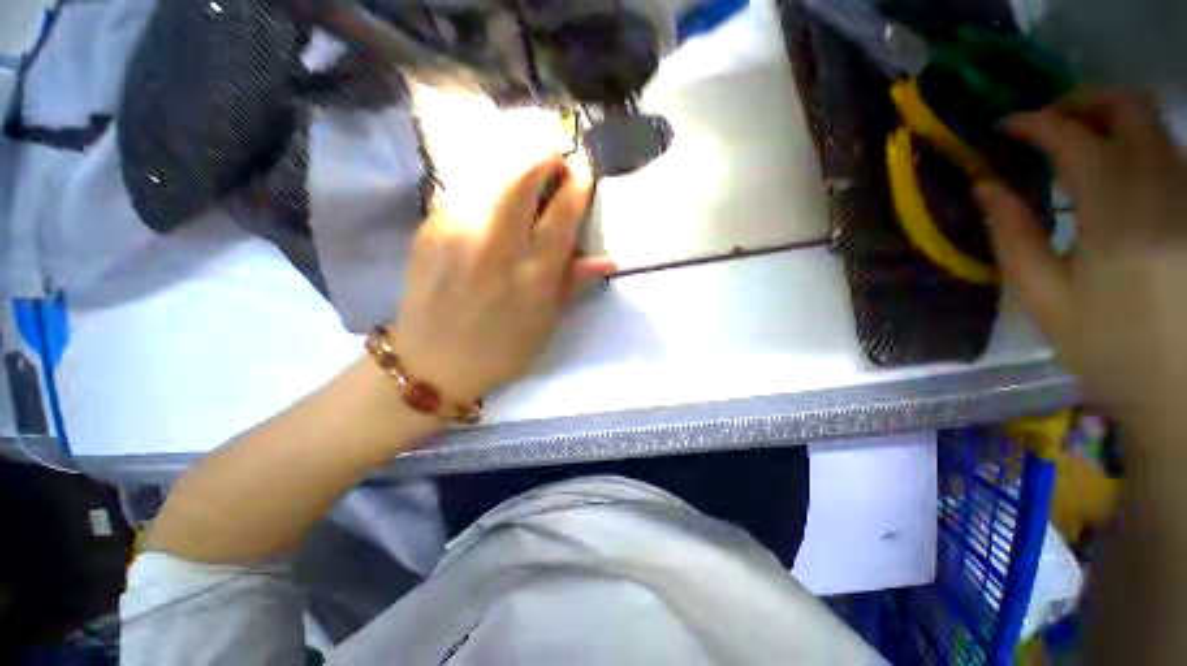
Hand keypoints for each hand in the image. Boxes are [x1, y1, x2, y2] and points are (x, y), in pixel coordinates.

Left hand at [392, 154, 613, 402]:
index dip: (577, 185)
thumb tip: (607, 260)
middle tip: (554, 162)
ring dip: (514, 168)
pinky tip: (491, 205)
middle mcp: (497, 245)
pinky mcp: (429, 229)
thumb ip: (574, 283)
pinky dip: (486, 188)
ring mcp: (458, 232)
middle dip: (544, 158)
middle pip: (523, 177)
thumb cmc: (502, 349)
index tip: (583, 171)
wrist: (433, 362)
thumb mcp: (547, 323)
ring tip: (525, 179)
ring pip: (491, 175)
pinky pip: (464, 192)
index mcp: (533, 274)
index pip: (562, 213)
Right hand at [975, 90, 1186, 425]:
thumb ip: (1013, 235)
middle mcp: (1162, 187)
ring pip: (1151, 123)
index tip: (1003, 129)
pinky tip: (1111, 171)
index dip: (1033, 124)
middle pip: (1128, 107)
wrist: (1181, 386)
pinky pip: (1165, 150)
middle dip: (1081, 102)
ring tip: (1074, 145)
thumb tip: (985, 186)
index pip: (1073, 138)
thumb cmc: (1108, 347)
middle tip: (1047, 125)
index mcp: (1117, 213)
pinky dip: (1132, 143)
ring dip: (1107, 120)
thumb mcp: (1045, 298)